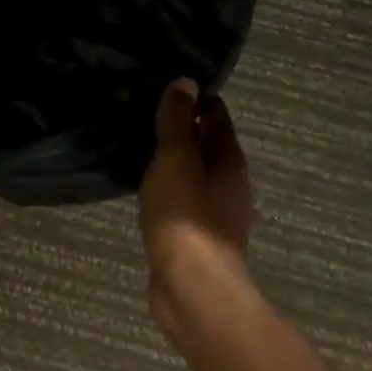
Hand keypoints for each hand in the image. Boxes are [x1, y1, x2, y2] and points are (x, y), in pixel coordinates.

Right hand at [139, 79, 254, 337]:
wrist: (192, 288)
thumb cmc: (186, 215)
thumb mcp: (177, 159)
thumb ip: (178, 122)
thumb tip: (186, 82)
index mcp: (230, 161)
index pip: (217, 117)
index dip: (196, 99)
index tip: (166, 86)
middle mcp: (229, 185)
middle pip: (208, 146)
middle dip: (183, 129)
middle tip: (146, 112)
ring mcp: (215, 214)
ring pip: (194, 175)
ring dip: (174, 161)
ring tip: (141, 146)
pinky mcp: (197, 238)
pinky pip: (182, 201)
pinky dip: (168, 188)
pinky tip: (146, 188)